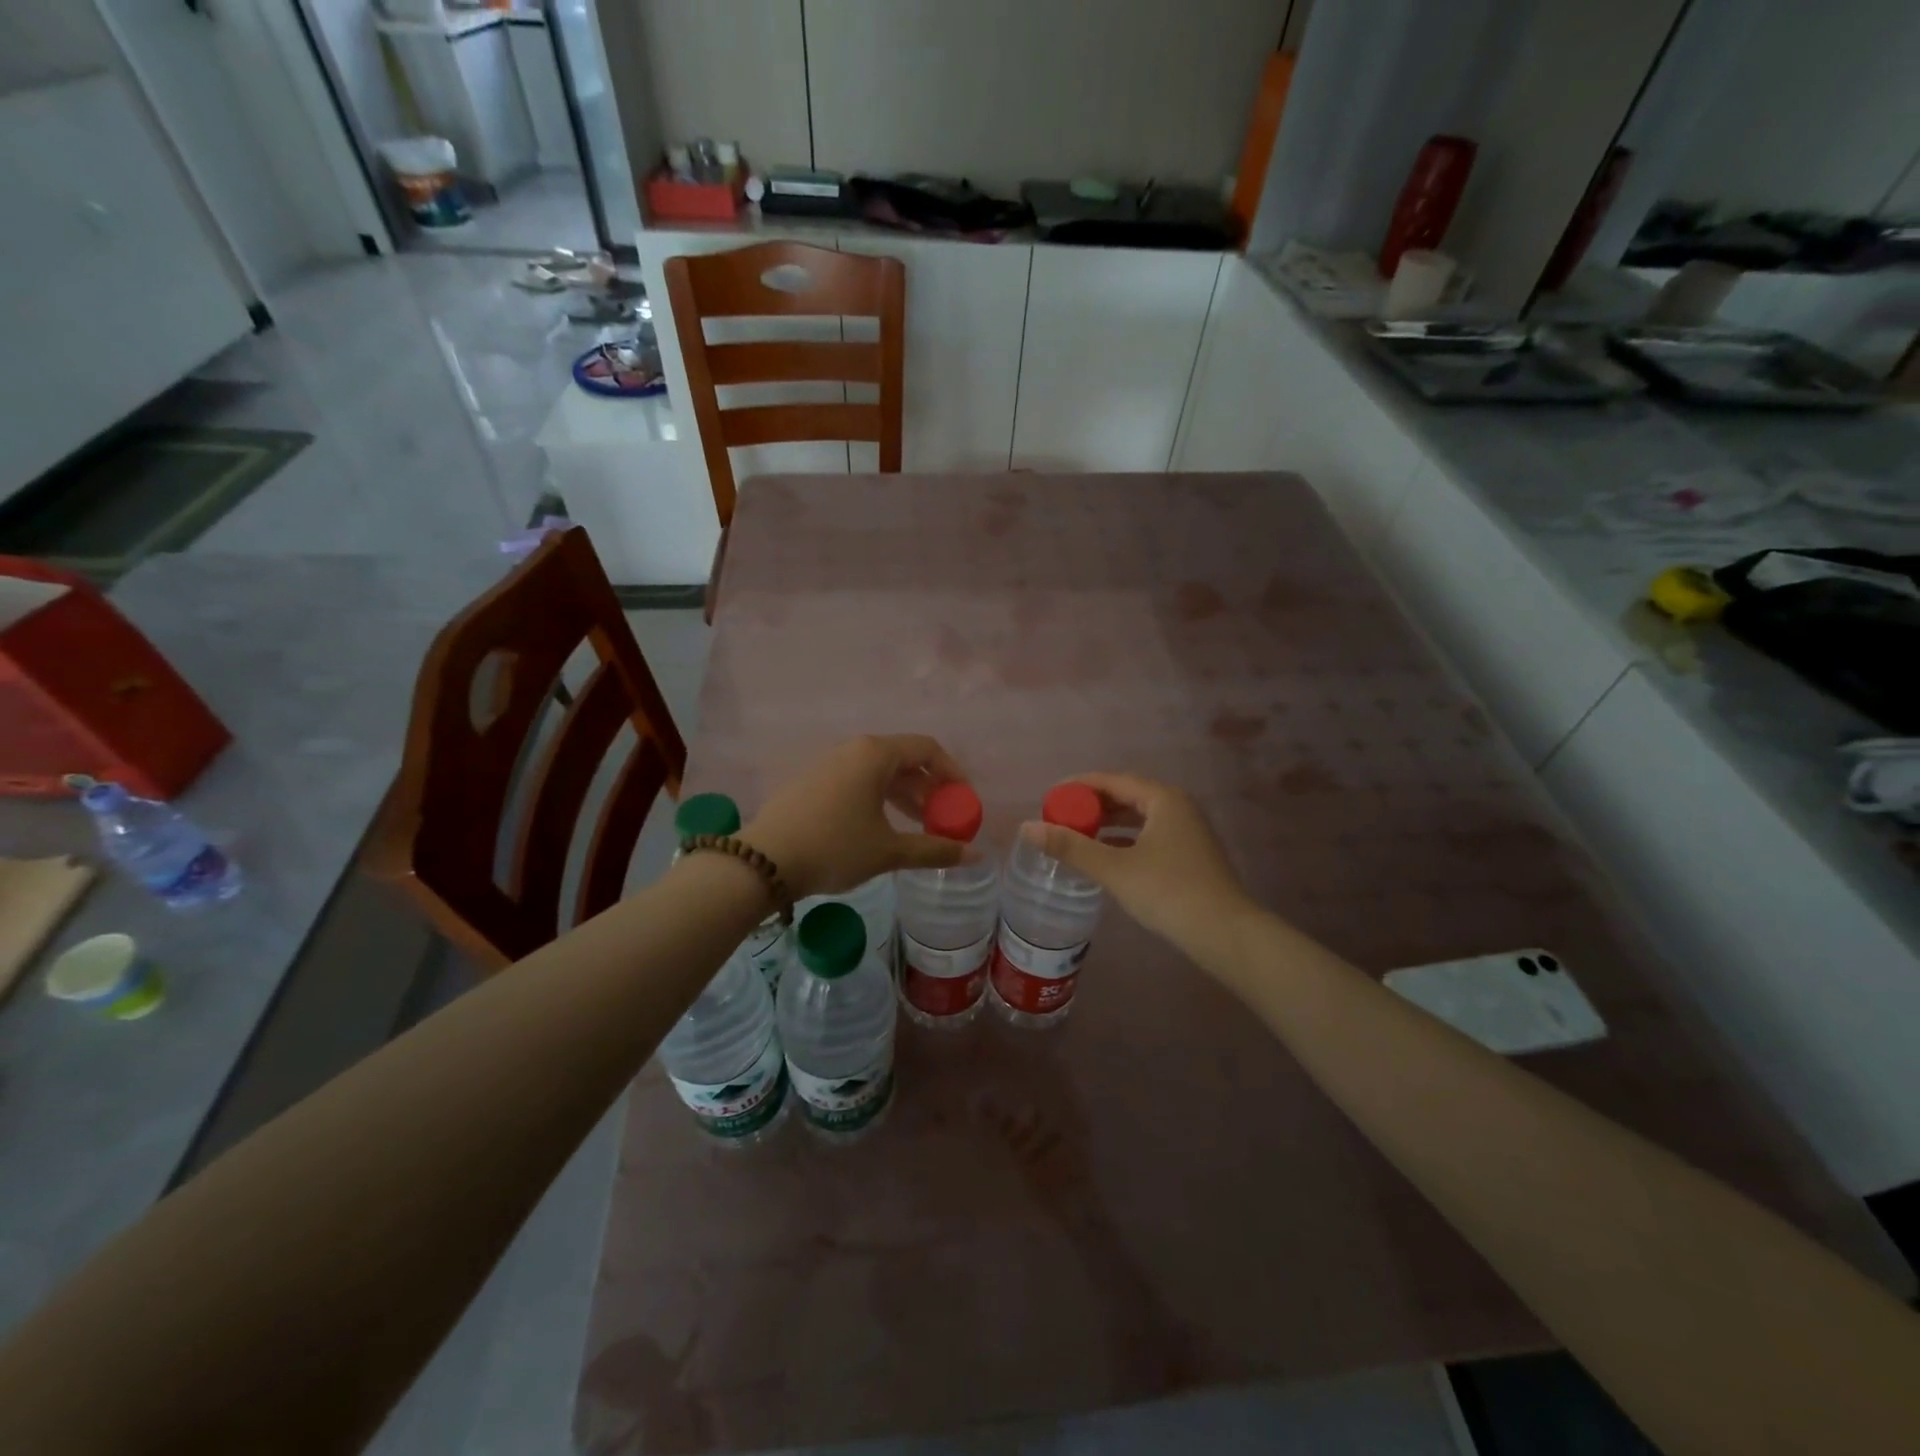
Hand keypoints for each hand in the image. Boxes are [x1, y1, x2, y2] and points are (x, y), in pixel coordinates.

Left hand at [743, 735, 964, 899]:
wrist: (763, 861)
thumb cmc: (834, 847)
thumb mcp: (888, 851)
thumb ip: (934, 849)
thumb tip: (975, 854)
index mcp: (875, 754)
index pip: (928, 749)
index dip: (953, 772)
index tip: (964, 801)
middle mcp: (852, 749)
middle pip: (903, 759)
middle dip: (928, 788)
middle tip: (942, 818)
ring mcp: (828, 764)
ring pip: (878, 772)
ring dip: (904, 796)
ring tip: (917, 827)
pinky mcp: (811, 781)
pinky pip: (856, 780)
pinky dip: (878, 798)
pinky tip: (879, 828)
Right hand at [1021, 773, 1255, 969]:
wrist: (1225, 933)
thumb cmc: (1169, 892)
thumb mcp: (1115, 868)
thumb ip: (1071, 847)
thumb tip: (1026, 827)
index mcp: (1163, 799)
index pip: (1112, 781)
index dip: (1078, 786)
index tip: (1050, 796)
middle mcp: (1178, 807)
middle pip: (1126, 796)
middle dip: (1092, 806)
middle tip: (1059, 817)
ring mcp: (1188, 831)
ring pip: (1138, 818)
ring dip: (1107, 824)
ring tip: (1076, 835)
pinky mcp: (1190, 855)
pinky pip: (1148, 835)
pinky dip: (1124, 840)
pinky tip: (1106, 856)